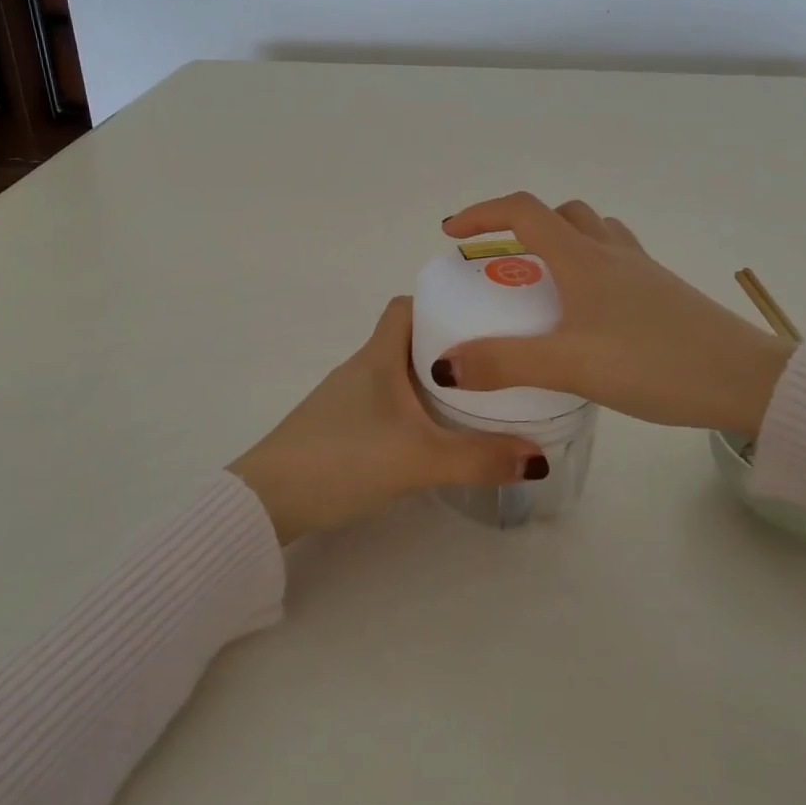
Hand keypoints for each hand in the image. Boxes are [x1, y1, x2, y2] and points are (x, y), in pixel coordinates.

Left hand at [227, 297, 547, 543]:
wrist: (267, 501)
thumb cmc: (342, 459)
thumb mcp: (418, 459)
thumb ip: (478, 459)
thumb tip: (538, 456)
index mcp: (378, 357)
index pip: (406, 306)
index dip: (441, 303)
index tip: (481, 316)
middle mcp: (362, 369)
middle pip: (409, 339)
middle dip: (450, 345)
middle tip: (493, 362)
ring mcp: (347, 399)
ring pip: (399, 374)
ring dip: (433, 380)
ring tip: (476, 397)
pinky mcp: (341, 428)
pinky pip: (387, 403)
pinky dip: (414, 408)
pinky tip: (433, 435)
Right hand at [434, 192, 795, 433]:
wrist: (747, 380)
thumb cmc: (655, 363)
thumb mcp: (571, 366)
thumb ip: (505, 364)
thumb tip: (445, 365)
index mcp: (583, 259)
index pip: (523, 211)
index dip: (483, 213)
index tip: (453, 233)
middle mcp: (612, 253)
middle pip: (561, 214)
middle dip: (522, 227)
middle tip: (501, 262)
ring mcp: (642, 270)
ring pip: (592, 233)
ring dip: (560, 242)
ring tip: (542, 283)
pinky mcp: (662, 292)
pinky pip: (615, 260)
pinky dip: (588, 267)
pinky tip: (588, 312)